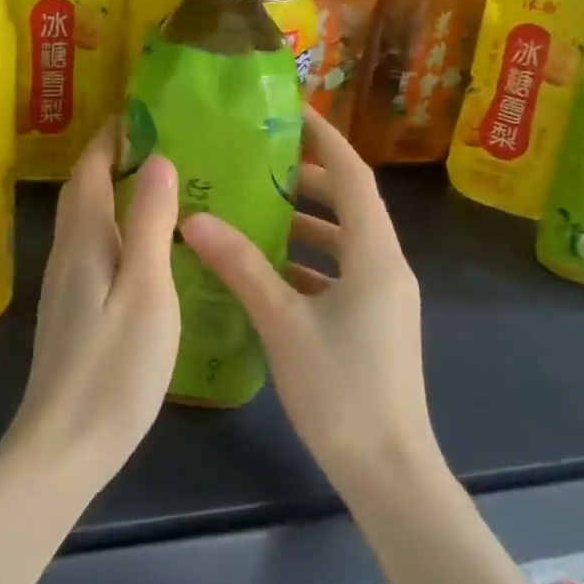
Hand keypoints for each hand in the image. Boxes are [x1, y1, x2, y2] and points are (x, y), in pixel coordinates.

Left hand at [7, 122, 180, 490]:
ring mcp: (65, 283)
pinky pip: (91, 246)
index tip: (141, 113)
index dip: (111, 137)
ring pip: (85, 218)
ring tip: (155, 183)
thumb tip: (159, 160)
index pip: (90, 169)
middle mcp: (67, 252)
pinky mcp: (72, 308)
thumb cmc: (114, 366)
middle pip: (82, 190)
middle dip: (109, 157)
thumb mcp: (147, 290)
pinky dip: (113, 225)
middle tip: (155, 142)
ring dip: (110, 190)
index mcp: (84, 239)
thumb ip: (151, 223)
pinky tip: (141, 243)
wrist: (64, 444)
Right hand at [180, 109, 437, 490]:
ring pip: (342, 240)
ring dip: (304, 221)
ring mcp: (382, 297)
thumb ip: (240, 266)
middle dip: (307, 177)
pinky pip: (338, 272)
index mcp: (375, 256)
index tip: (290, 111)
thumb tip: (194, 219)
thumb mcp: (282, 322)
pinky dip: (305, 260)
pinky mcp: (371, 322)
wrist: (388, 472)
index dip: (324, 138)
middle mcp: (386, 267)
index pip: (353, 176)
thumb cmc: (340, 390)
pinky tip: (264, 267)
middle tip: (257, 158)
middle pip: (349, 204)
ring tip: (253, 205)